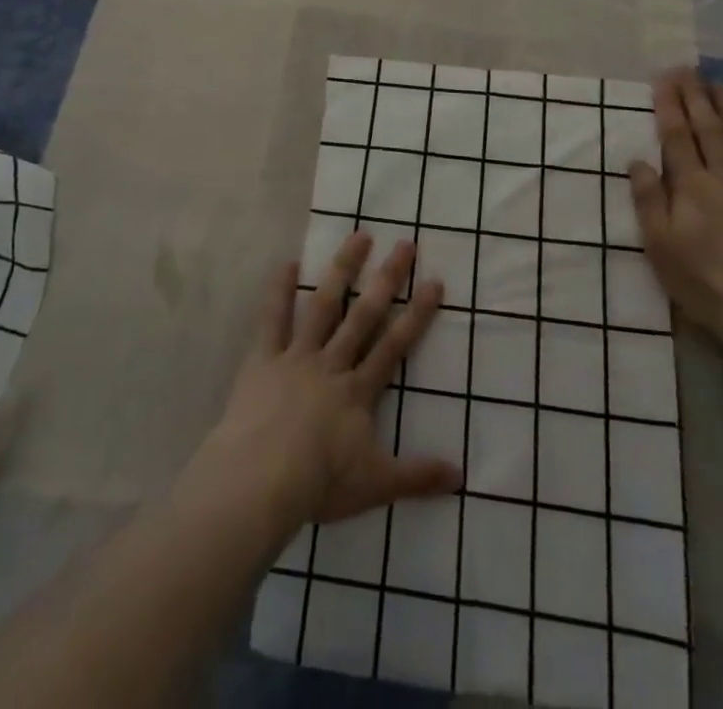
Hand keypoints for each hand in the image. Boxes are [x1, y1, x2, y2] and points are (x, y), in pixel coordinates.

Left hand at [187, 233, 462, 542]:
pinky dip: (280, 290)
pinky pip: (273, 319)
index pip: (395, 345)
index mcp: (358, 390)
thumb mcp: (376, 485)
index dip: (417, 314)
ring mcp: (297, 356)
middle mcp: (332, 363)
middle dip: (387, 279)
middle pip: (364, 314)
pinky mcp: (264, 359)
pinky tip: (288, 262)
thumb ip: (418, 477)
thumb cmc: (319, 482)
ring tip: (358, 236)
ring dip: (342, 270)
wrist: (260, 481)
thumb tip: (462, 475)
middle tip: (404, 244)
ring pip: (324, 305)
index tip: (434, 281)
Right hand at [628, 67, 722, 347]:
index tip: (664, 77)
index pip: (677, 136)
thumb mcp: (660, 245)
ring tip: (721, 85)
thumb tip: (637, 159)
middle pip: (709, 130)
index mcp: (691, 186)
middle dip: (696, 97)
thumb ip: (649, 199)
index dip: (669, 105)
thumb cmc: (703, 282)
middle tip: (689, 69)